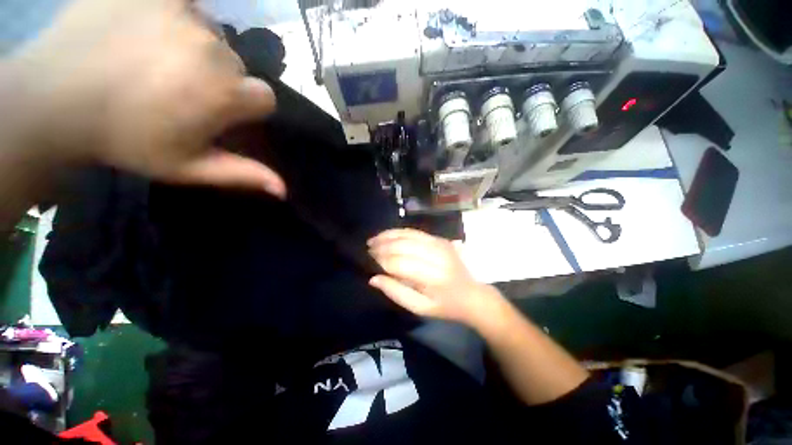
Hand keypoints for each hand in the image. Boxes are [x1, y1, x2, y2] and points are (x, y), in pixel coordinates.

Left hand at [3, 0, 284, 196]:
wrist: (53, 97)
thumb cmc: (125, 139)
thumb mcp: (188, 167)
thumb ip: (242, 174)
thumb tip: (284, 190)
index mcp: (225, 93)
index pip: (264, 98)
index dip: (245, 107)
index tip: (217, 112)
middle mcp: (213, 49)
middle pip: (236, 66)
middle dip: (217, 79)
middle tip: (176, 89)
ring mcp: (182, 13)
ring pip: (210, 34)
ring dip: (194, 48)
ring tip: (155, 59)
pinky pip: (184, 5)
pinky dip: (174, 16)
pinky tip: (147, 30)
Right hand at [367, 228, 498, 324]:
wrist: (472, 295)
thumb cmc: (445, 306)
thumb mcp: (419, 308)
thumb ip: (396, 293)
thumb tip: (373, 278)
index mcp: (433, 277)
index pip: (400, 263)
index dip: (381, 260)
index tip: (368, 261)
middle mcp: (437, 256)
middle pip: (403, 246)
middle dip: (382, 247)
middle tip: (368, 250)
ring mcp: (440, 244)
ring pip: (407, 235)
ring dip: (388, 236)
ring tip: (373, 241)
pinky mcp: (440, 239)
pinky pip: (415, 231)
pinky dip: (399, 232)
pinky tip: (388, 235)